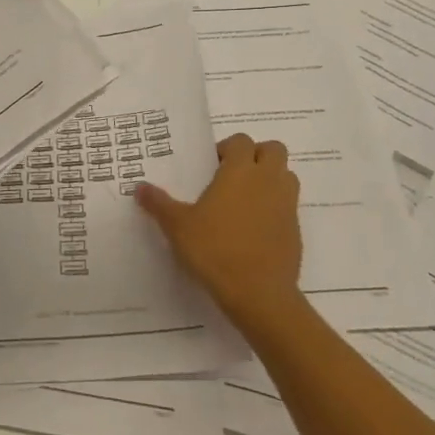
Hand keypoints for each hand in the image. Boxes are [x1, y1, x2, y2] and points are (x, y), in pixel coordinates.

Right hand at [136, 133, 304, 334]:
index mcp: (240, 171)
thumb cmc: (215, 250)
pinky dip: (275, 208)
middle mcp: (268, 180)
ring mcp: (287, 204)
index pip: (241, 141)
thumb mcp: (178, 227)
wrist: (259, 294)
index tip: (212, 165)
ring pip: (286, 175)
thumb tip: (139, 187)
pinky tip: (254, 229)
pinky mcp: (296, 230)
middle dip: (257, 155)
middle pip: (274, 150)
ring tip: (246, 199)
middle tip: (234, 175)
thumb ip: (159, 204)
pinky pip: (288, 206)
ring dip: (271, 179)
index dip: (228, 147)